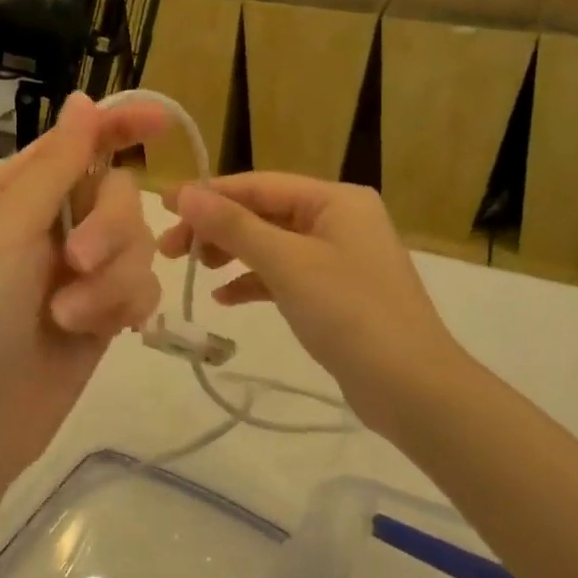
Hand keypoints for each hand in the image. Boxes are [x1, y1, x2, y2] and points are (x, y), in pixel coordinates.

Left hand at [0, 93, 167, 492]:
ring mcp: (78, 270)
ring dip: (111, 279)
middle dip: (110, 227)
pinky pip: (141, 287)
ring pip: (137, 244)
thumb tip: (82, 99)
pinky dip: (122, 306)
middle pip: (119, 193)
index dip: (122, 125)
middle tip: (78, 262)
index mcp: (18, 191)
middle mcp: (51, 223)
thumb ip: (55, 165)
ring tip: (69, 317)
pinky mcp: (100, 313)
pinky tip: (98, 333)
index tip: (165, 121)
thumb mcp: (6, 229)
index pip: (79, 141)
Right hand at [160, 173, 459, 430]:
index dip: (209, 194)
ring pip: (271, 244)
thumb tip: (185, 192)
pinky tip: (224, 298)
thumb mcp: (287, 264)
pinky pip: (284, 274)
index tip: (163, 204)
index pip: (259, 186)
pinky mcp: (335, 293)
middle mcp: (339, 219)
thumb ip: (234, 226)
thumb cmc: (351, 313)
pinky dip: (254, 281)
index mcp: (335, 200)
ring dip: (231, 254)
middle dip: (216, 228)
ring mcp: (339, 257)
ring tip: (192, 270)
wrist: (414, 391)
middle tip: (169, 250)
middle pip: (263, 213)